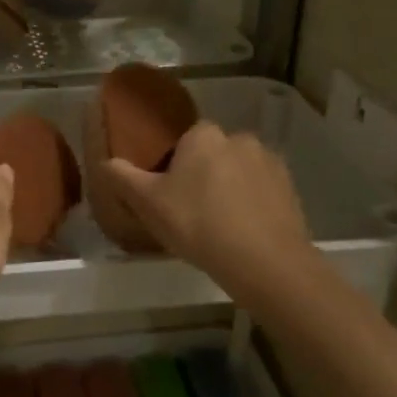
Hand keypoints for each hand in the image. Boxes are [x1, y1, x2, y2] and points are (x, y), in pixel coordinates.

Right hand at [94, 121, 311, 297]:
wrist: (263, 260)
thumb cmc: (197, 223)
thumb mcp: (148, 203)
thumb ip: (123, 178)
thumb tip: (105, 162)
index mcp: (204, 135)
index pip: (186, 138)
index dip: (175, 163)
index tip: (169, 190)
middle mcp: (240, 139)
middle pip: (214, 153)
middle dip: (205, 174)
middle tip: (192, 210)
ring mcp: (270, 163)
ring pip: (241, 171)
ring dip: (231, 188)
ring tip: (220, 225)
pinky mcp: (291, 190)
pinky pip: (263, 192)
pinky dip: (254, 205)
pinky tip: (244, 233)